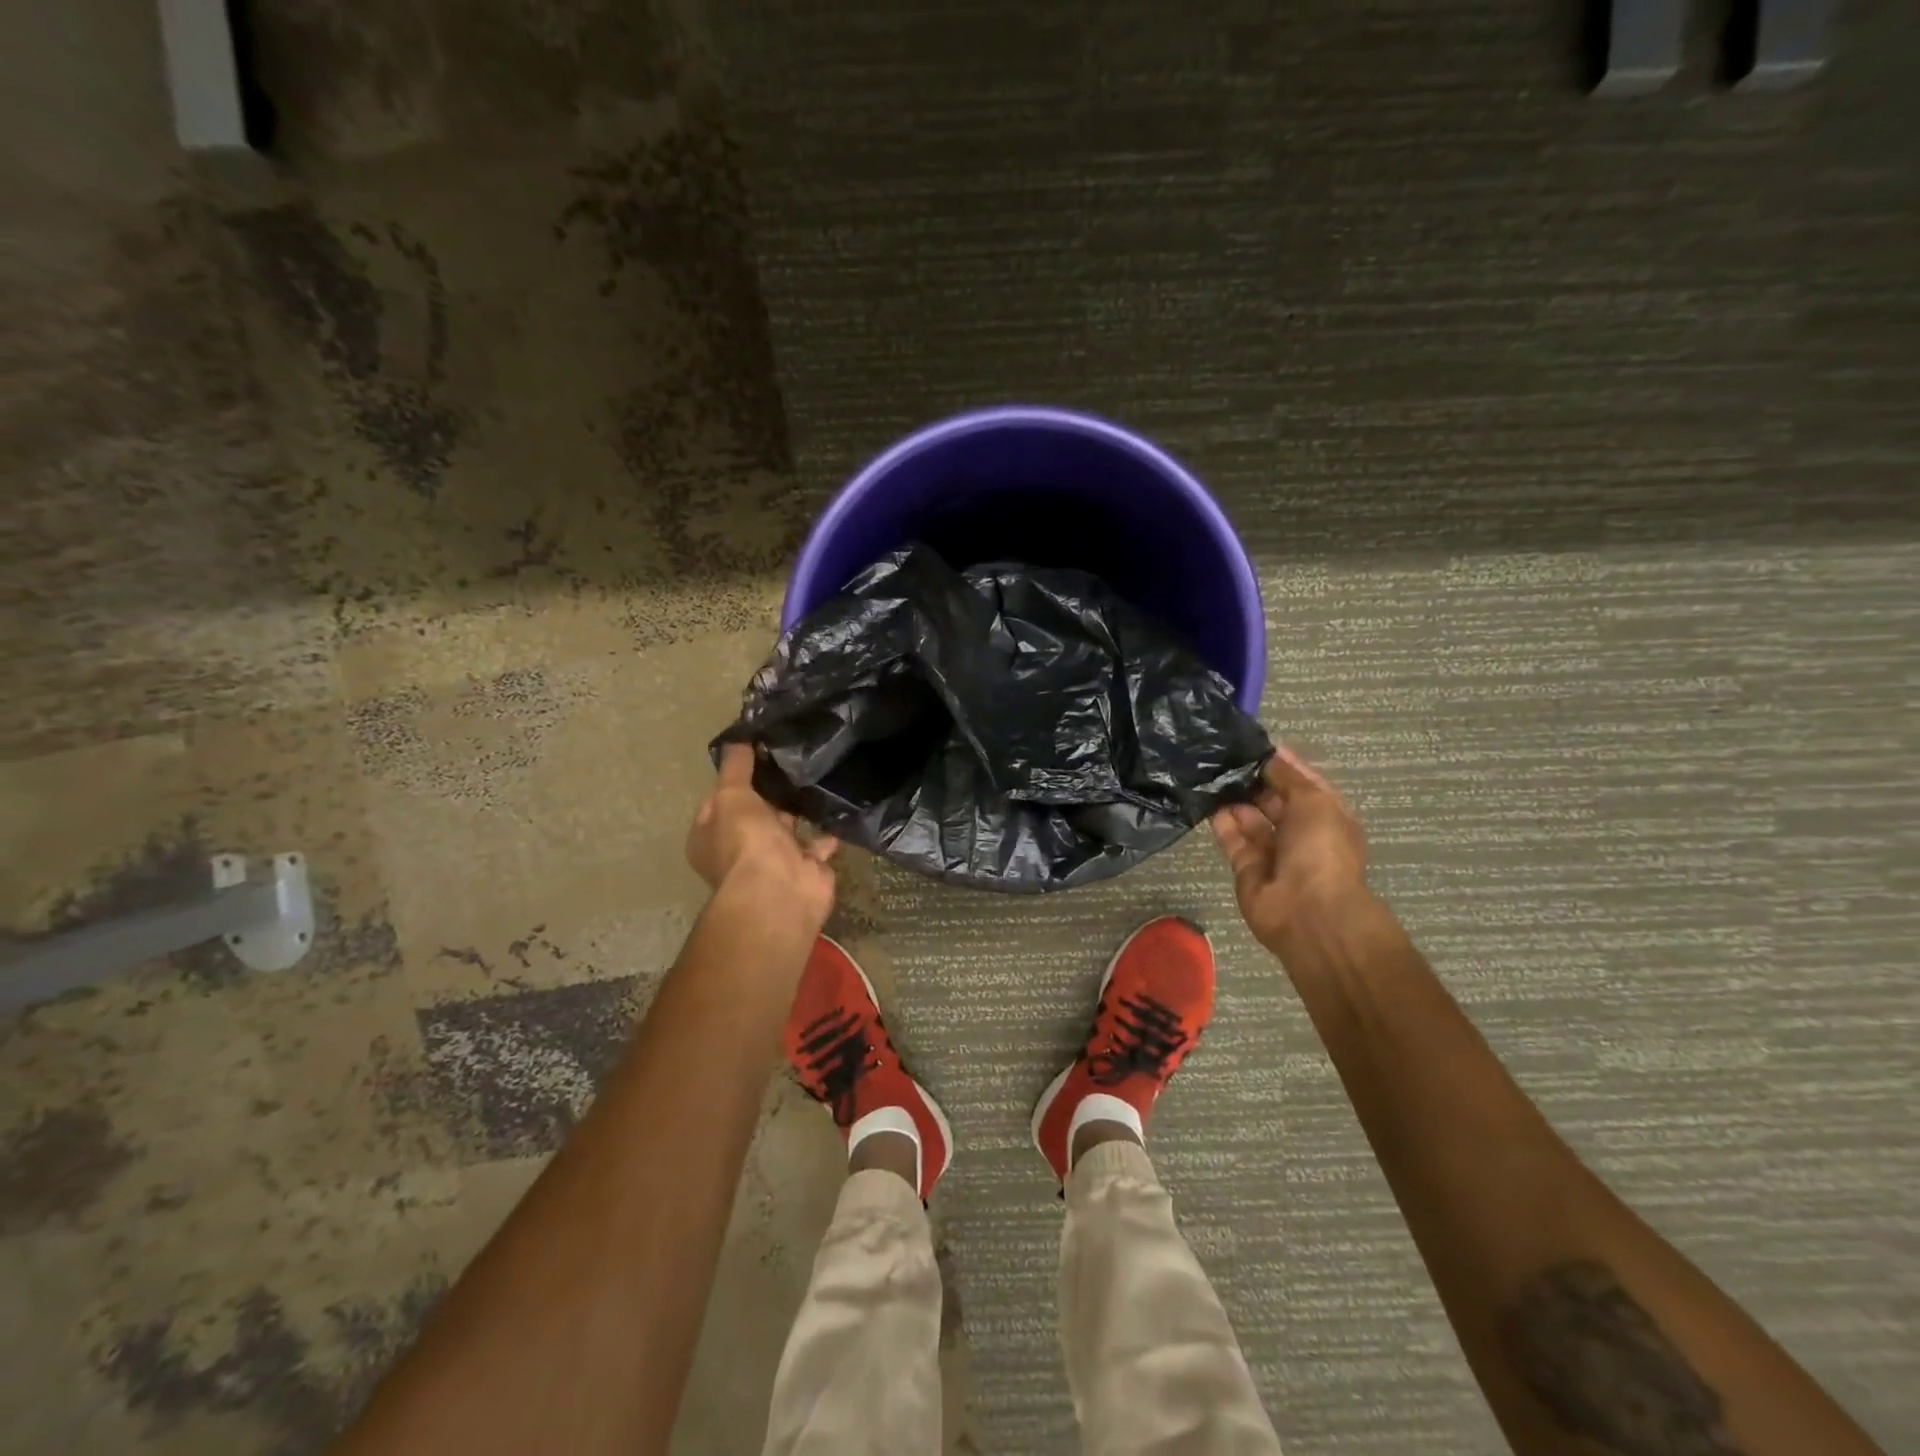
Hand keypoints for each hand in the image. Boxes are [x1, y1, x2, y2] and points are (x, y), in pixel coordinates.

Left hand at [686, 743, 839, 928]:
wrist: (780, 891)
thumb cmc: (744, 841)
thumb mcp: (731, 794)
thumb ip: (736, 766)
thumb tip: (738, 737)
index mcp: (710, 836)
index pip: (719, 800)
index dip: (735, 778)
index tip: (757, 753)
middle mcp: (739, 849)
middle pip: (755, 814)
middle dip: (772, 793)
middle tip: (794, 758)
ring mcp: (774, 860)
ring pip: (788, 828)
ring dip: (801, 809)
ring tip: (818, 775)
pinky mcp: (807, 868)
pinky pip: (818, 843)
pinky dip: (828, 828)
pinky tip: (838, 802)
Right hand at [1211, 748, 1368, 955]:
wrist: (1307, 912)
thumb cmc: (1321, 849)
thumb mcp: (1313, 800)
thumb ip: (1287, 775)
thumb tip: (1269, 754)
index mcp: (1326, 816)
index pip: (1301, 782)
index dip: (1280, 763)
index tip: (1252, 743)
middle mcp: (1301, 833)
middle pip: (1273, 800)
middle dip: (1252, 779)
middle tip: (1223, 756)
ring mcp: (1273, 852)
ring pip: (1249, 818)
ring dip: (1233, 798)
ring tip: (1209, 772)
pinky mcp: (1246, 867)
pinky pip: (1232, 838)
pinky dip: (1220, 820)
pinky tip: (1204, 798)